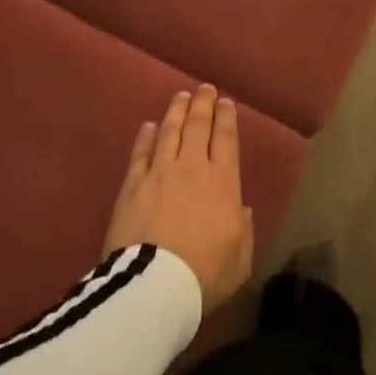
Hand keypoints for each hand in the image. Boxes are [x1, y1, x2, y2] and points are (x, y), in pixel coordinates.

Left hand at [105, 85, 253, 311]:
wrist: (154, 285)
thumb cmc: (205, 273)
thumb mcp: (240, 258)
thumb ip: (243, 230)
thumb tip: (240, 210)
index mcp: (223, 182)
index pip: (226, 139)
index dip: (226, 118)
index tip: (226, 102)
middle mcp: (192, 167)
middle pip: (198, 126)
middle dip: (203, 104)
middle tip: (204, 89)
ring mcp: (159, 172)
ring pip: (169, 131)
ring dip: (176, 111)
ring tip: (180, 96)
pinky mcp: (132, 185)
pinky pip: (140, 153)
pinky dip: (145, 136)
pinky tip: (148, 126)